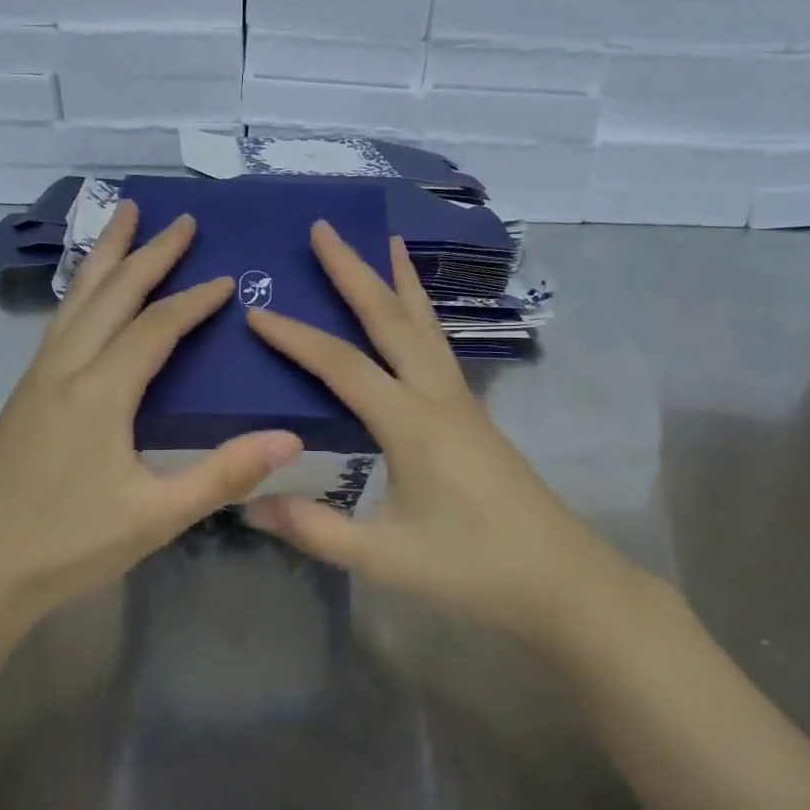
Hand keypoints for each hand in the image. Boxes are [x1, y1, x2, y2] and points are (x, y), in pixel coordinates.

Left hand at [0, 200, 301, 631]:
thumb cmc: (67, 546)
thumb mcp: (156, 516)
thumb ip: (223, 474)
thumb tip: (290, 437)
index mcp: (100, 391)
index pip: (156, 326)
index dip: (194, 299)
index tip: (228, 278)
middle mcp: (65, 369)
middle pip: (111, 294)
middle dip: (147, 252)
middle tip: (179, 218)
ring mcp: (36, 380)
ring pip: (76, 301)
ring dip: (105, 258)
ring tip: (123, 219)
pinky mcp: (22, 397)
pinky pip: (59, 323)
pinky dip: (82, 292)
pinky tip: (87, 298)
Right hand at [245, 223, 647, 646]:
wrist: (562, 581)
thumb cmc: (473, 569)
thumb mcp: (384, 557)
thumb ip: (314, 529)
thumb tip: (247, 504)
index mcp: (411, 424)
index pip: (342, 365)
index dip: (295, 337)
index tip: (255, 311)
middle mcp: (438, 397)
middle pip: (391, 319)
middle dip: (354, 271)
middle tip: (324, 229)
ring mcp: (462, 402)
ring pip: (424, 325)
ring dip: (399, 282)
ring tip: (385, 242)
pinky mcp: (474, 416)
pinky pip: (439, 347)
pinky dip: (421, 315)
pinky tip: (415, 315)